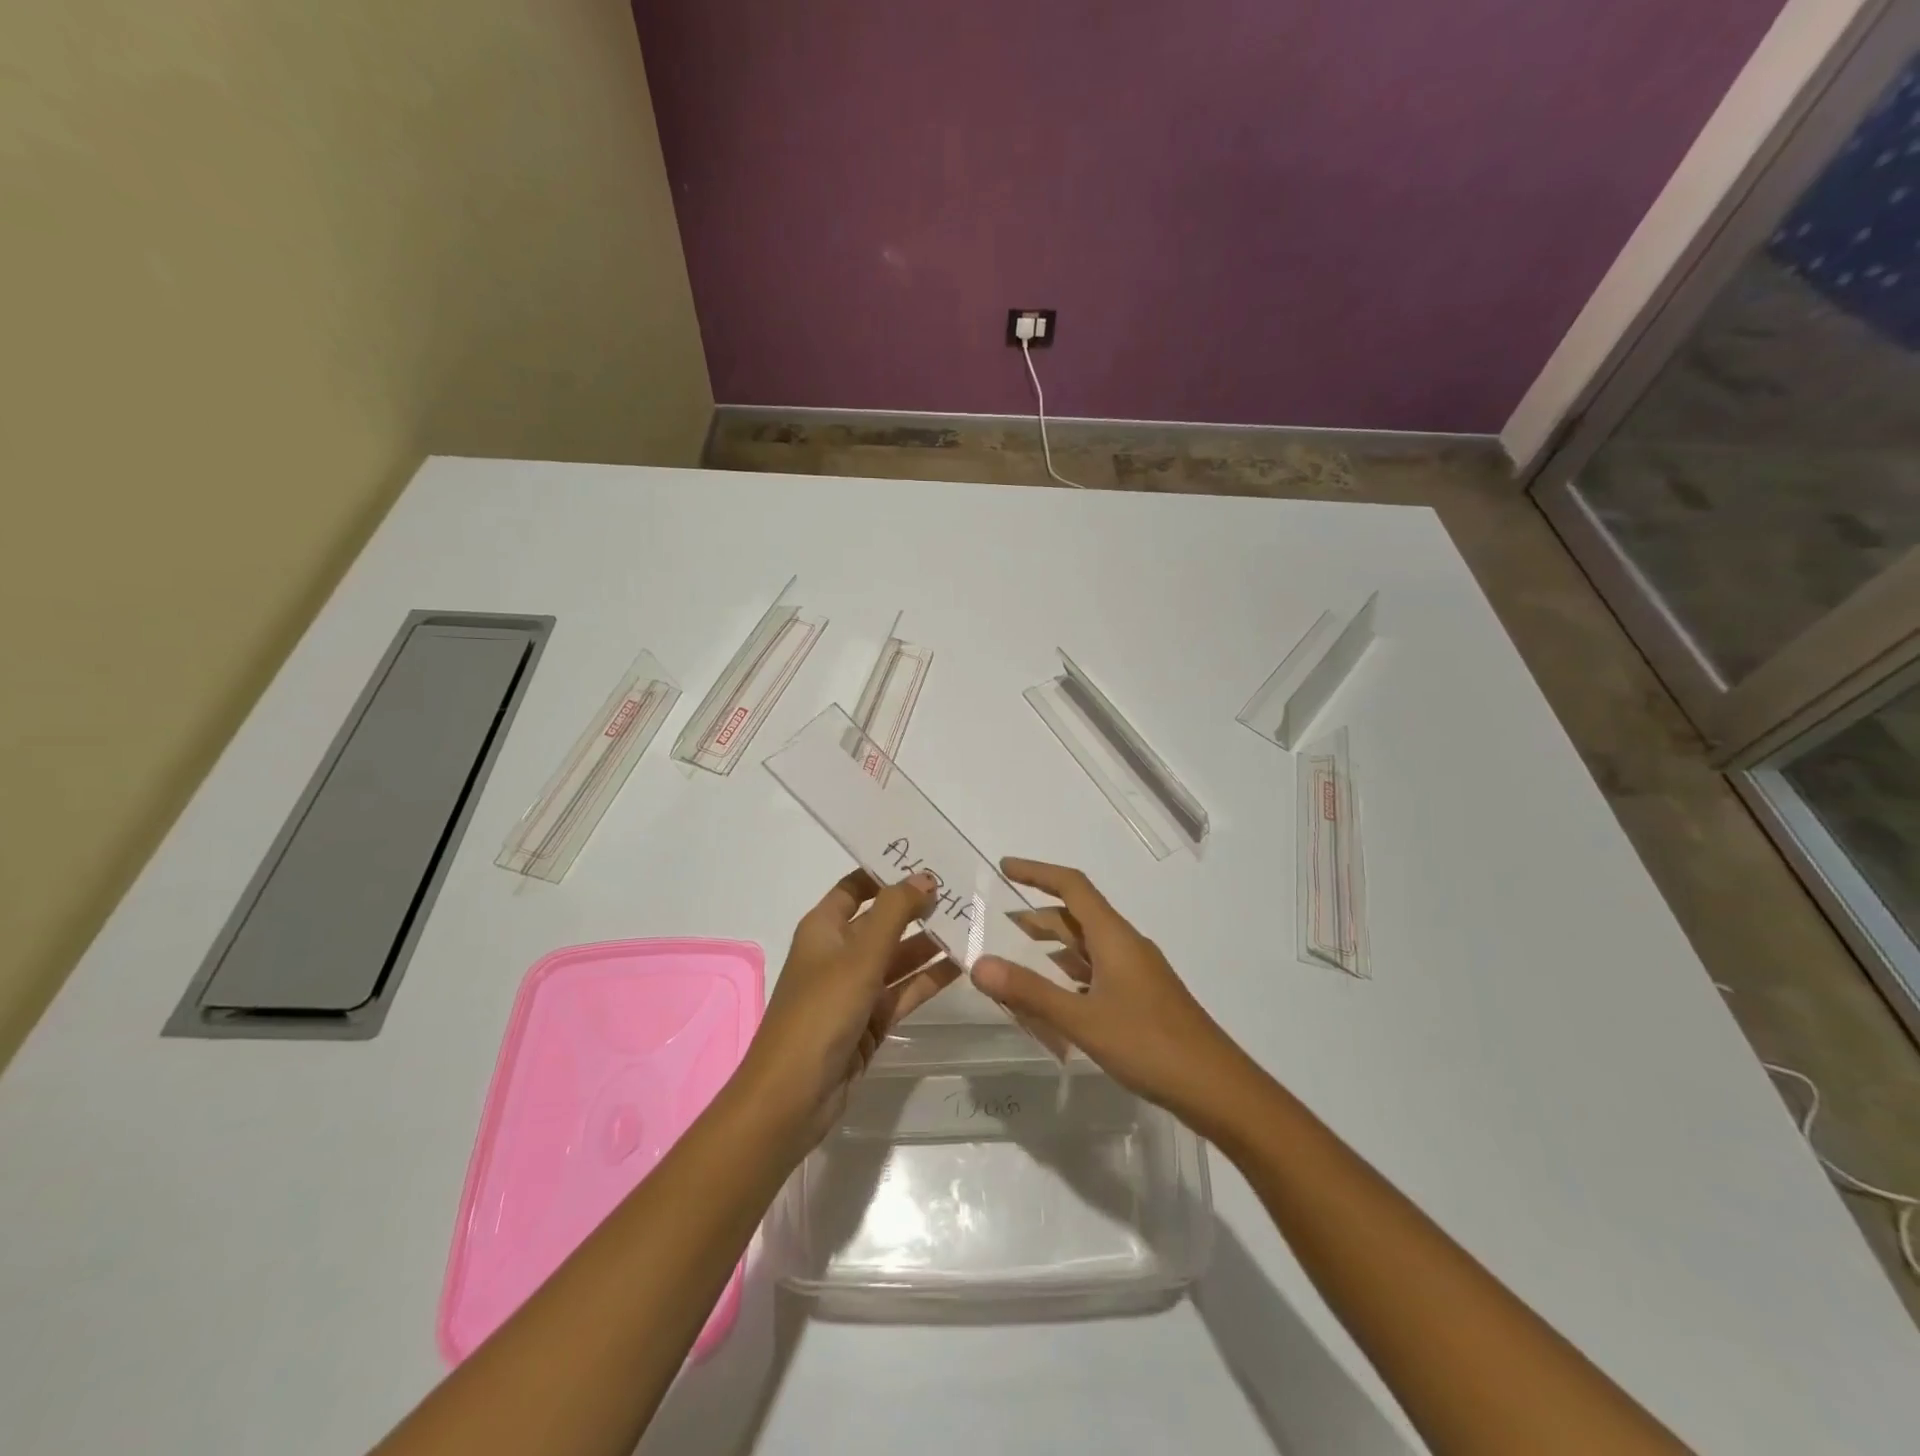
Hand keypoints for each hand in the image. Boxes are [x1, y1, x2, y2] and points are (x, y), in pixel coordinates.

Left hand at [741, 869, 958, 1148]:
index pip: (856, 887)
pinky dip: (929, 978)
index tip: (929, 862)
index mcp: (824, 928)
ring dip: (930, 943)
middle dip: (918, 908)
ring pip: (898, 957)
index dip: (888, 873)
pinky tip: (963, 965)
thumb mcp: (859, 954)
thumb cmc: (820, 1012)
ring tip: (974, 925)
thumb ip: (895, 912)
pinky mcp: (871, 1020)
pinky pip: (904, 990)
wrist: (793, 1097)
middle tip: (965, 894)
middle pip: (882, 921)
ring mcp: (855, 988)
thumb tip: (924, 877)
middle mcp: (839, 953)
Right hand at [971, 858, 1256, 1131]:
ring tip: (1016, 960)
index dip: (1037, 872)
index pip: (1072, 886)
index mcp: (1114, 937)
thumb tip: (978, 964)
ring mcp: (1137, 974)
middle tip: (997, 924)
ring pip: (1087, 947)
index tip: (1004, 867)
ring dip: (1052, 947)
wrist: (1218, 1089)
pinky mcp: (1142, 999)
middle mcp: (1126, 946)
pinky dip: (1069, 975)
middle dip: (1037, 916)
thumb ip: (1030, 992)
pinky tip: (1055, 998)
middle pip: (1078, 916)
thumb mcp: (1083, 1020)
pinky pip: (1097, 973)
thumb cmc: (1150, 1045)